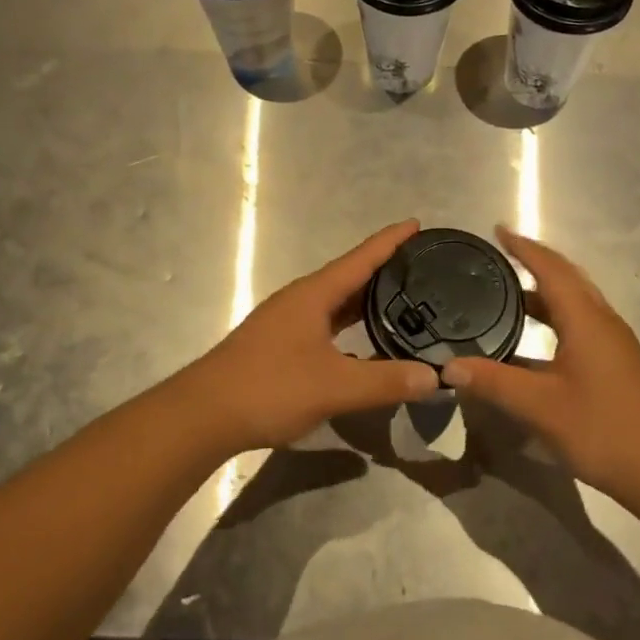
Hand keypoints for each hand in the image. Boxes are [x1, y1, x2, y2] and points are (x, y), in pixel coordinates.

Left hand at [177, 220, 439, 452]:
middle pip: (349, 276)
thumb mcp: (334, 386)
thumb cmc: (269, 387)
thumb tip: (435, 378)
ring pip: (336, 303)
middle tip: (422, 267)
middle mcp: (300, 299)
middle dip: (384, 269)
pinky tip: (365, 343)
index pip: (361, 258)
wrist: (204, 415)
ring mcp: (287, 321)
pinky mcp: (280, 344)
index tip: (417, 224)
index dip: (390, 241)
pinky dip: (350, 326)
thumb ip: (385, 381)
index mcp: (313, 294)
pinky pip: (325, 324)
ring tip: (402, 300)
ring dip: (366, 300)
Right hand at [443, 227, 639, 498]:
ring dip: (543, 289)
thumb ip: (493, 382)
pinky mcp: (614, 362)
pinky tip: (530, 338)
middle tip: (498, 256)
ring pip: (574, 301)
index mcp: (585, 319)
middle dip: (534, 261)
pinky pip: (578, 321)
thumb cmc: (602, 429)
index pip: (551, 268)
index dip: (523, 247)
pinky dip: (552, 315)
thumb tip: (448, 366)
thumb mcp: (540, 406)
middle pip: (566, 277)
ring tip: (506, 291)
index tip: (497, 231)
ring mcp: (611, 342)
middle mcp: (601, 320)